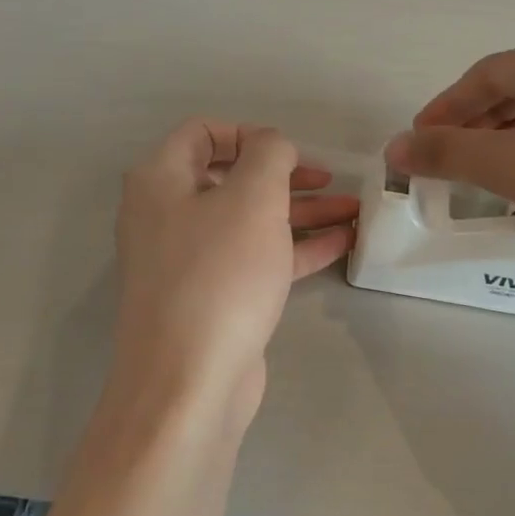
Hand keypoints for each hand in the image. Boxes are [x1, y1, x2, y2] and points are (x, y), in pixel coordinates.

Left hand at [113, 121, 357, 420]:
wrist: (189, 383)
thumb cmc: (219, 275)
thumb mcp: (253, 198)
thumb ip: (269, 154)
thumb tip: (272, 145)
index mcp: (160, 181)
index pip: (202, 132)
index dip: (249, 133)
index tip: (289, 152)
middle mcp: (167, 215)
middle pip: (231, 178)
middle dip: (286, 175)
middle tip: (330, 179)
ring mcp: (189, 260)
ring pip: (249, 220)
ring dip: (300, 211)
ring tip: (353, 210)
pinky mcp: (212, 297)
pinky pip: (255, 258)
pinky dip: (294, 247)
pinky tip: (340, 243)